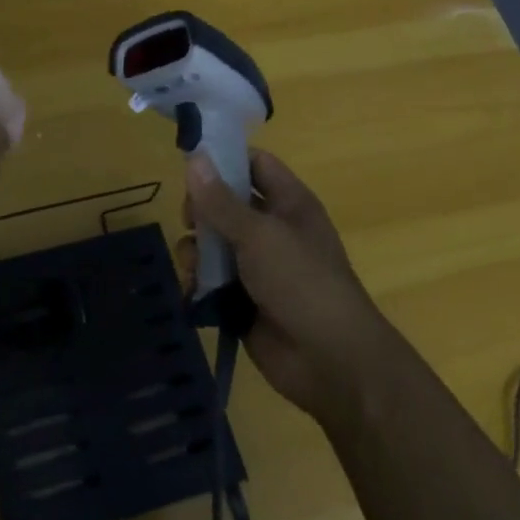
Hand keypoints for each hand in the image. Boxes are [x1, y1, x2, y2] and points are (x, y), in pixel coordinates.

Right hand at [183, 149, 382, 429]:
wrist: (330, 361)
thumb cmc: (301, 282)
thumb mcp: (258, 234)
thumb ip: (221, 200)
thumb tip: (194, 157)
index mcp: (289, 204)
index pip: (254, 164)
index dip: (225, 159)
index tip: (189, 163)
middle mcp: (273, 230)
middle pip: (226, 203)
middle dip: (202, 210)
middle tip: (189, 220)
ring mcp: (257, 266)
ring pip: (213, 243)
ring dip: (196, 250)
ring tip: (192, 265)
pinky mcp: (242, 299)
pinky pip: (211, 279)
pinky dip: (198, 282)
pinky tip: (193, 290)